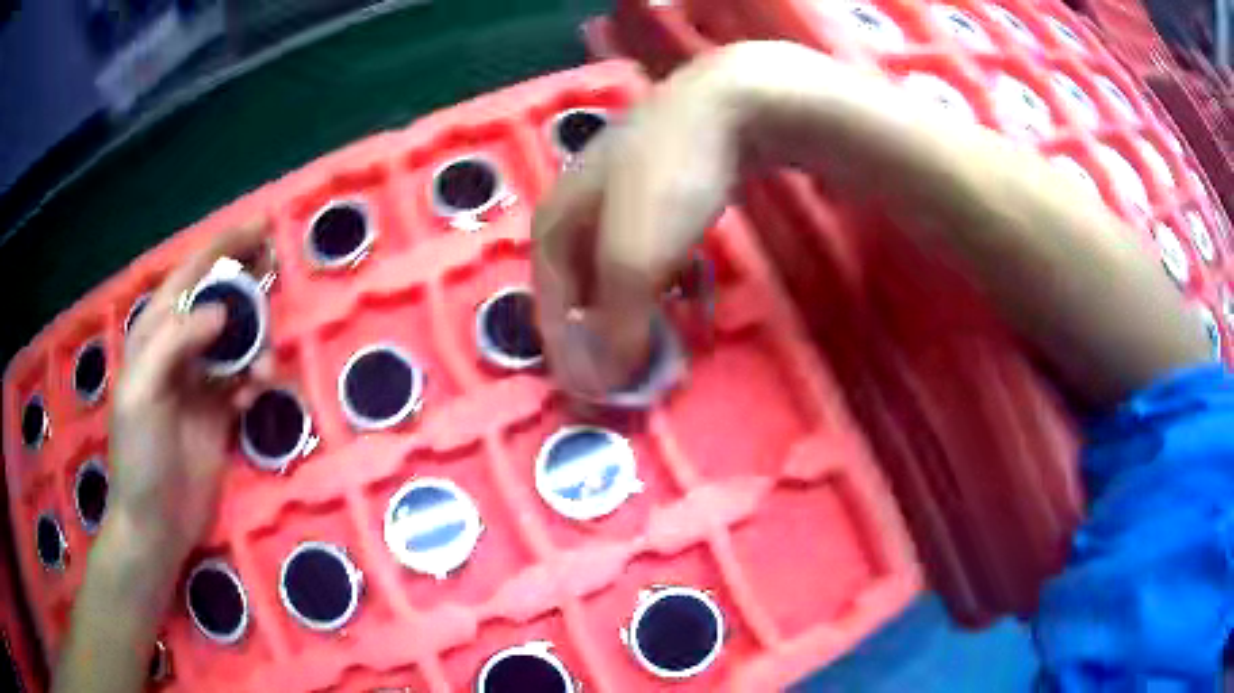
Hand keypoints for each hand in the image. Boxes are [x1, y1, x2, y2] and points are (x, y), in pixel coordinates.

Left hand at [108, 220, 272, 570]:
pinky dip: (256, 378)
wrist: (157, 523)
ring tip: (266, 363)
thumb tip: (220, 311)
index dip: (224, 247)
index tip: (262, 226)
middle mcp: (179, 347)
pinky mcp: (219, 411)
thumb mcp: (143, 393)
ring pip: (236, 338)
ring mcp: (200, 380)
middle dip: (246, 281)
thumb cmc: (140, 457)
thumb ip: (174, 343)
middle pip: (217, 298)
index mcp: (155, 333)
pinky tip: (259, 391)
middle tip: (278, 267)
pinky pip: (244, 379)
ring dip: (256, 339)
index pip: (191, 275)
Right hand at [532, 48, 751, 397]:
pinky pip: (641, 246)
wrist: (727, 106)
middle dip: (598, 333)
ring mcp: (612, 190)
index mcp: (551, 223)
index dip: (567, 353)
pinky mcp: (652, 184)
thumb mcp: (634, 260)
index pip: (547, 306)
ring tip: (653, 337)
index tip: (593, 394)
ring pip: (610, 268)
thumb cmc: (668, 182)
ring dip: (628, 307)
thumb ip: (614, 325)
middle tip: (626, 370)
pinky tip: (677, 286)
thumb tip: (600, 384)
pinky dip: (654, 277)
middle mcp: (572, 206)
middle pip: (576, 288)